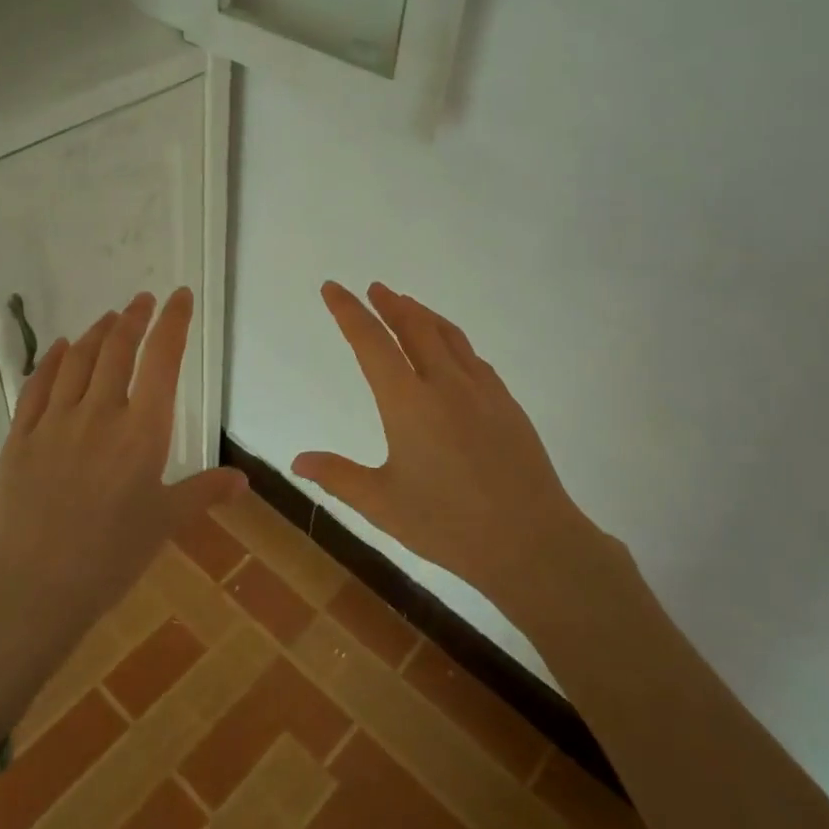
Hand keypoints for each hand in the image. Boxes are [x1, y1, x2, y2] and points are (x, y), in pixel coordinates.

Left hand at [0, 290, 243, 706]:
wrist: (32, 585)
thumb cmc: (110, 556)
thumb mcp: (165, 523)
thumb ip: (204, 492)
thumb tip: (244, 481)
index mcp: (143, 431)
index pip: (163, 360)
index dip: (173, 322)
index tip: (180, 297)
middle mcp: (100, 412)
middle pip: (118, 348)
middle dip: (134, 318)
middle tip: (143, 301)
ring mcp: (56, 421)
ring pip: (79, 359)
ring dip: (97, 332)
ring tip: (110, 318)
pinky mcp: (22, 435)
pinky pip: (38, 384)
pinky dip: (53, 359)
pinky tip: (61, 348)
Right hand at [294, 282, 603, 599]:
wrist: (532, 541)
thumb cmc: (448, 525)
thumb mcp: (382, 505)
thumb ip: (338, 477)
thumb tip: (297, 460)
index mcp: (408, 403)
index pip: (371, 342)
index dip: (348, 312)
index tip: (333, 287)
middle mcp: (445, 384)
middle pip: (414, 327)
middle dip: (390, 303)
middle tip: (374, 288)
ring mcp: (482, 390)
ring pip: (448, 335)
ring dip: (423, 314)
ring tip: (408, 304)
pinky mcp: (507, 403)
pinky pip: (473, 357)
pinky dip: (453, 340)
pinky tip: (452, 350)